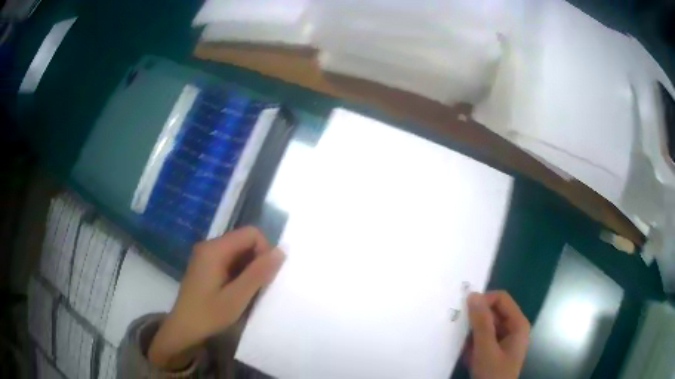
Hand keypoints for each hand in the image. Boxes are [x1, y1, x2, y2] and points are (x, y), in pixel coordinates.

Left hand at [148, 226, 284, 369]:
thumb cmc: (209, 314)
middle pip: (243, 240)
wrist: (184, 328)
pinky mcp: (205, 264)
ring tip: (246, 291)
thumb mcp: (237, 297)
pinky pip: (230, 259)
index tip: (264, 276)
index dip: (264, 250)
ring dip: (249, 268)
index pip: (250, 233)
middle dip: (256, 260)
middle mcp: (209, 245)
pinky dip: (239, 272)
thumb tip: (281, 250)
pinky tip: (236, 290)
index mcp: (214, 249)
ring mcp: (206, 254)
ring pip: (238, 251)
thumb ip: (259, 273)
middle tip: (256, 287)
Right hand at [464, 291, 529, 378]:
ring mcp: (504, 339)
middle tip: (461, 332)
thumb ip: (481, 323)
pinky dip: (473, 345)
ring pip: (485, 326)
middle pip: (493, 312)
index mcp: (517, 323)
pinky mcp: (495, 349)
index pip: (501, 298)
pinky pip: (482, 339)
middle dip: (476, 322)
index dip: (484, 301)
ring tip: (467, 349)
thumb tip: (473, 295)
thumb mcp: (486, 349)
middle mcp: (513, 327)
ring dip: (472, 336)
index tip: (465, 312)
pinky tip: (469, 357)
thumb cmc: (493, 373)